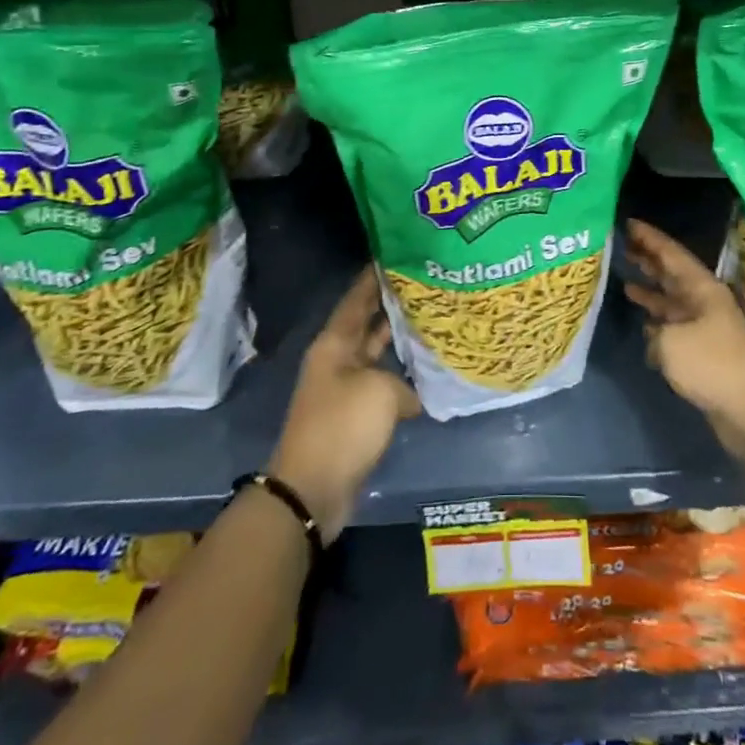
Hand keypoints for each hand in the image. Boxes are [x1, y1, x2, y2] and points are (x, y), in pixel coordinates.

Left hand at [268, 268, 420, 540]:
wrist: (313, 489)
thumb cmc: (343, 427)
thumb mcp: (381, 392)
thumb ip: (403, 383)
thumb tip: (410, 396)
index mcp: (335, 344)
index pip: (356, 299)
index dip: (373, 277)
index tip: (395, 256)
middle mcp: (337, 360)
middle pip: (366, 323)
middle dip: (391, 304)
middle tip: (424, 285)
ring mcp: (345, 388)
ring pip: (376, 354)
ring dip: (398, 341)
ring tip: (431, 320)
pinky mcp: (355, 415)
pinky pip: (382, 384)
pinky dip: (402, 377)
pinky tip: (427, 372)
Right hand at [623, 218, 744, 464]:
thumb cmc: (713, 366)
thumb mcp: (671, 343)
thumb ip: (655, 332)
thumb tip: (655, 337)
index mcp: (702, 289)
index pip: (672, 254)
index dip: (650, 238)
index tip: (628, 222)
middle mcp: (705, 303)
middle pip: (673, 275)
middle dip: (650, 261)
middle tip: (623, 246)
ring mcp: (706, 328)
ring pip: (673, 302)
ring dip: (652, 292)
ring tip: (626, 282)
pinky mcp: (705, 353)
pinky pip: (676, 329)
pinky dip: (658, 324)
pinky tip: (644, 325)